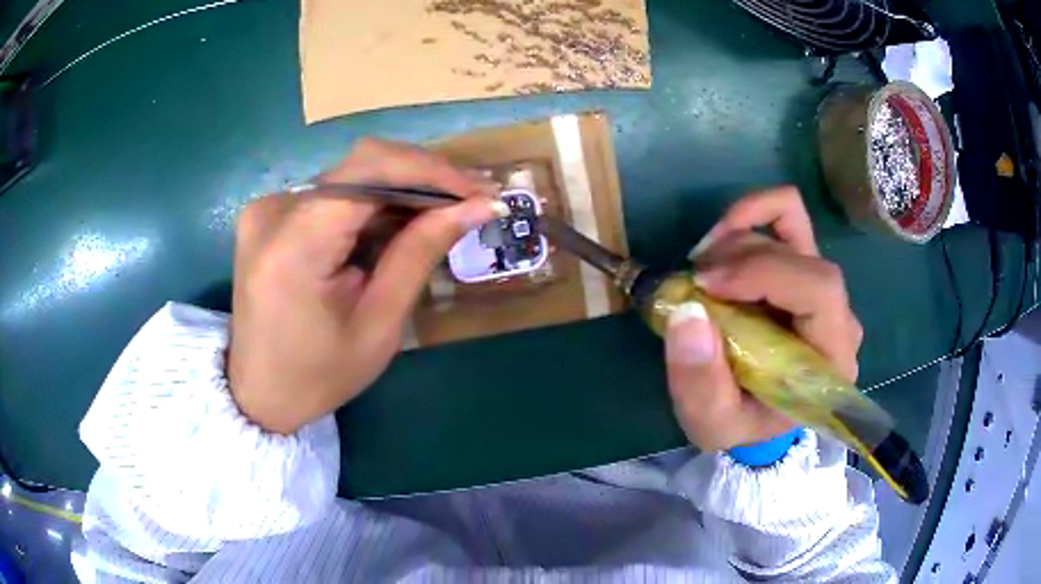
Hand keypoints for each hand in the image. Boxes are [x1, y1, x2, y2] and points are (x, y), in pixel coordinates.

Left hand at [228, 139, 504, 433]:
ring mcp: (268, 208)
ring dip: (401, 189)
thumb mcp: (379, 324)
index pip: (369, 170)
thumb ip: (419, 254)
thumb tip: (475, 206)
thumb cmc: (319, 374)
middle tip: (472, 200)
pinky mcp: (271, 215)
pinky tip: (401, 221)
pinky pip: (334, 192)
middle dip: (423, 177)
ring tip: (447, 211)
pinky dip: (373, 202)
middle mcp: (273, 211)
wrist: (260, 392)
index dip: (430, 170)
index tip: (478, 191)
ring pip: (351, 175)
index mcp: (293, 245)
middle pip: (361, 165)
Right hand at [665, 187, 862, 451]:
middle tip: (693, 280)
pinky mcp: (805, 269)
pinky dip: (750, 216)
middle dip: (740, 256)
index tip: (705, 283)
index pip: (819, 290)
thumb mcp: (712, 422)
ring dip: (738, 236)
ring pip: (791, 227)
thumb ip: (700, 381)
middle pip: (801, 255)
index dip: (763, 272)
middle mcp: (839, 316)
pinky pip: (786, 218)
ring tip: (702, 269)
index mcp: (832, 358)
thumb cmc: (742, 426)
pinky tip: (721, 244)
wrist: (759, 421)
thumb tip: (687, 310)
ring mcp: (824, 288)